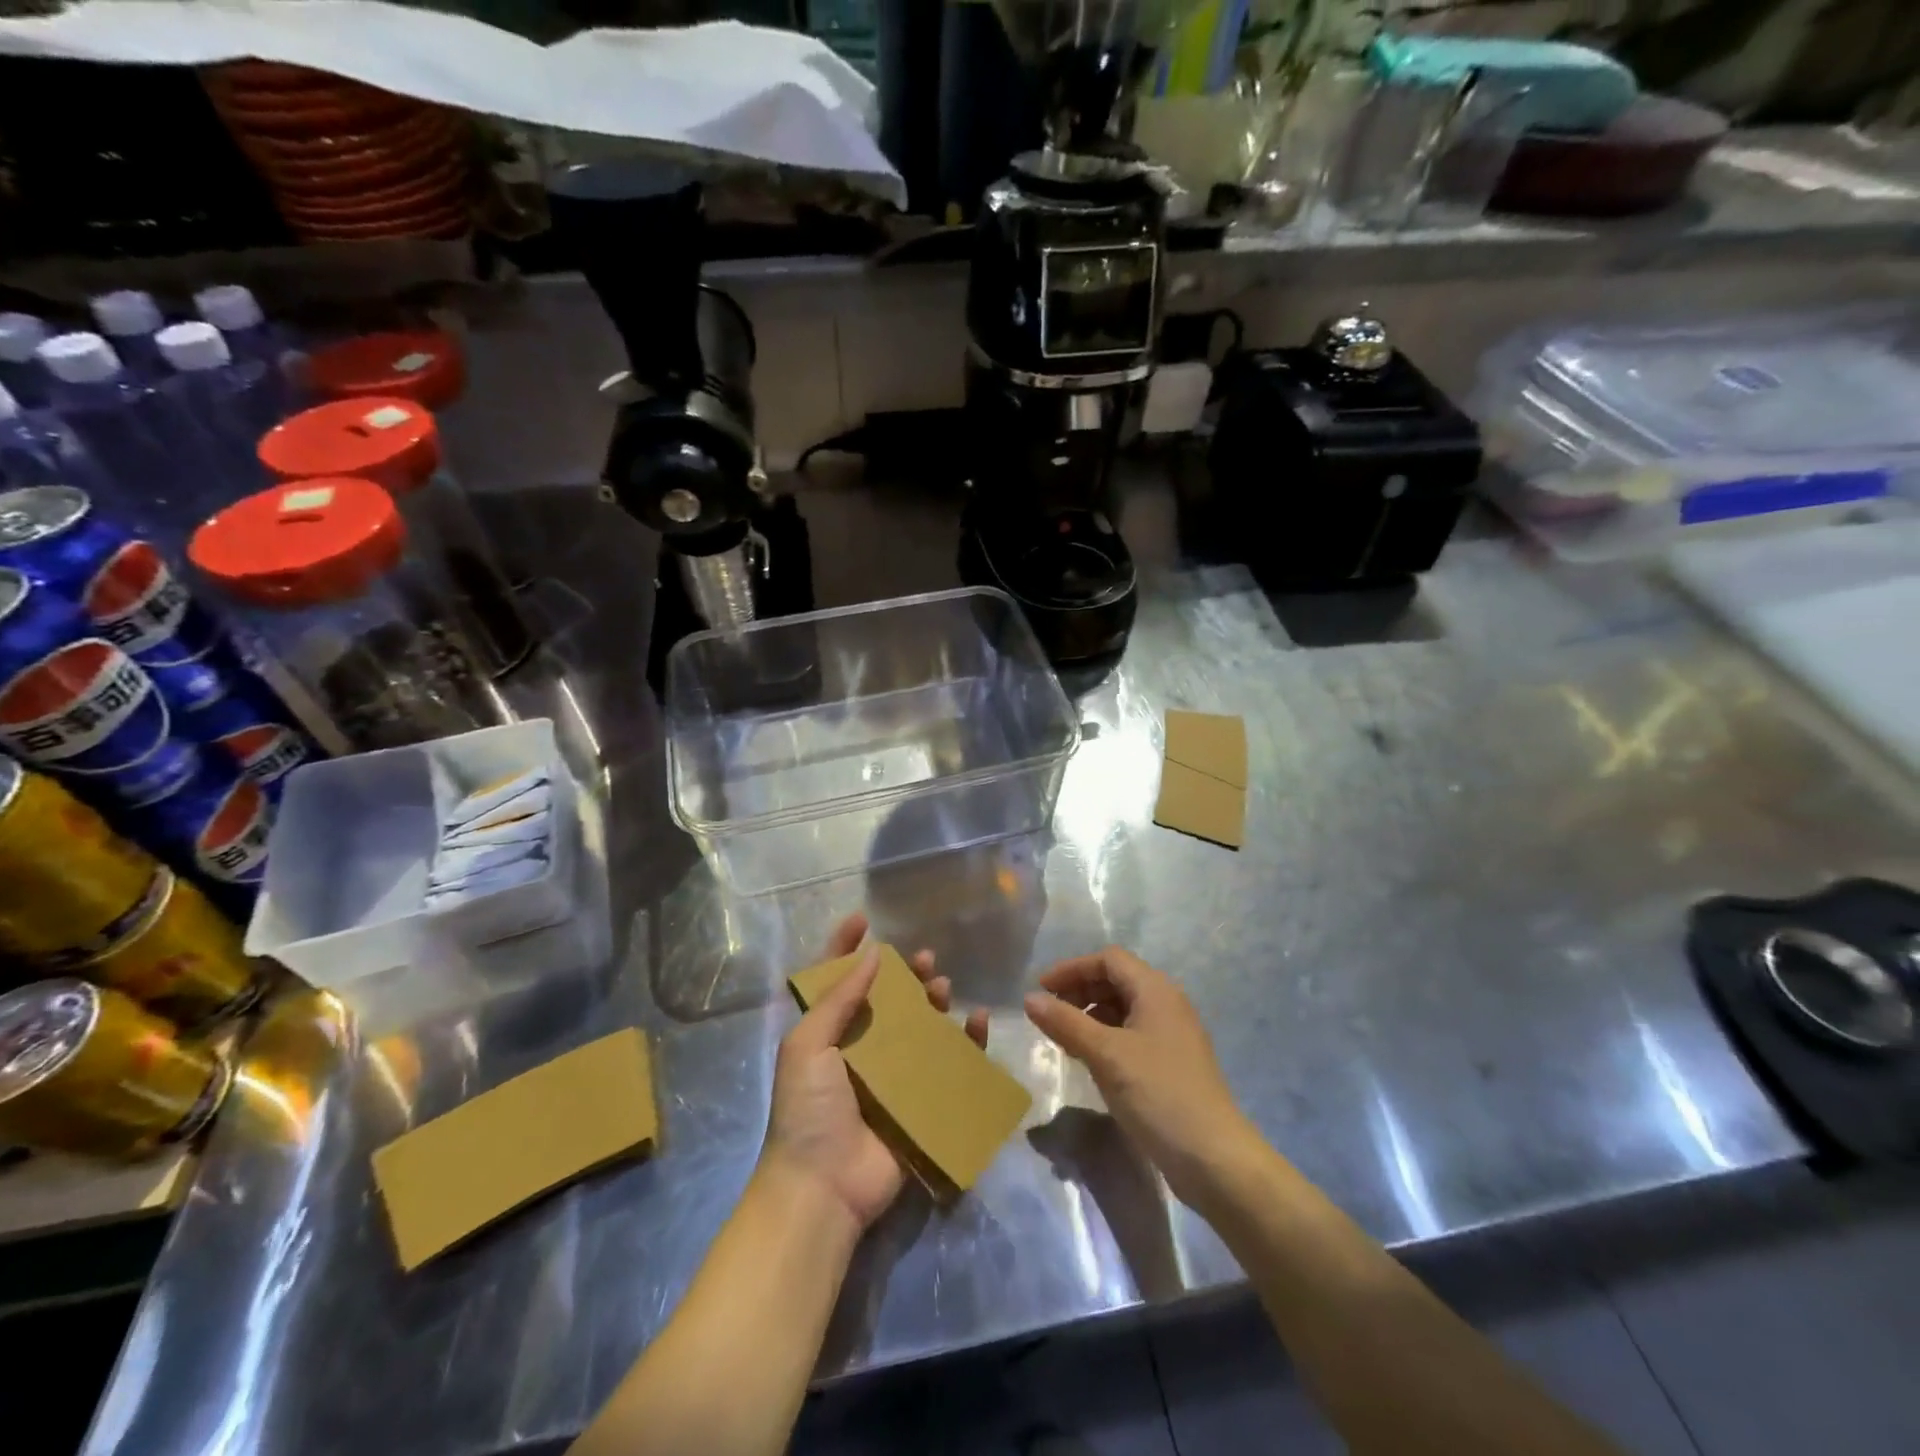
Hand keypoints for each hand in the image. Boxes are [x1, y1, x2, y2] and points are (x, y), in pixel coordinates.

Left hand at [760, 912, 988, 1234]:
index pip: (836, 981)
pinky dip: (966, 1043)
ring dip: (934, 1003)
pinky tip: (977, 1022)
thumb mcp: (808, 1045)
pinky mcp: (919, 1103)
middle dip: (905, 975)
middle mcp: (859, 1050)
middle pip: (887, 1001)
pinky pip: (948, 1066)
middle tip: (926, 959)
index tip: (864, 919)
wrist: (823, 1187)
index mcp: (826, 1035)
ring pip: (919, 1027)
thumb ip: (838, 998)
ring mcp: (891, 1077)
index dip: (846, 948)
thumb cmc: (807, 1108)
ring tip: (945, 988)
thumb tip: (873, 953)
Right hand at [1024, 946, 1258, 1207]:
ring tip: (1063, 1038)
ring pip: (1123, 1008)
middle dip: (1079, 990)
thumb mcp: (1105, 1055)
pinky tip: (1089, 1060)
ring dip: (1090, 1014)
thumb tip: (1029, 999)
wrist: (1214, 1158)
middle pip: (1116, 980)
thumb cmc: (1158, 1094)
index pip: (1108, 959)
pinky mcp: (1172, 1063)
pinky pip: (1132, 1034)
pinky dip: (1106, 1036)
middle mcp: (1167, 1003)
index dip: (1072, 968)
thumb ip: (1066, 1022)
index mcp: (1156, 990)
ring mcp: (1172, 1034)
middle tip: (1048, 1014)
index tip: (1040, 990)